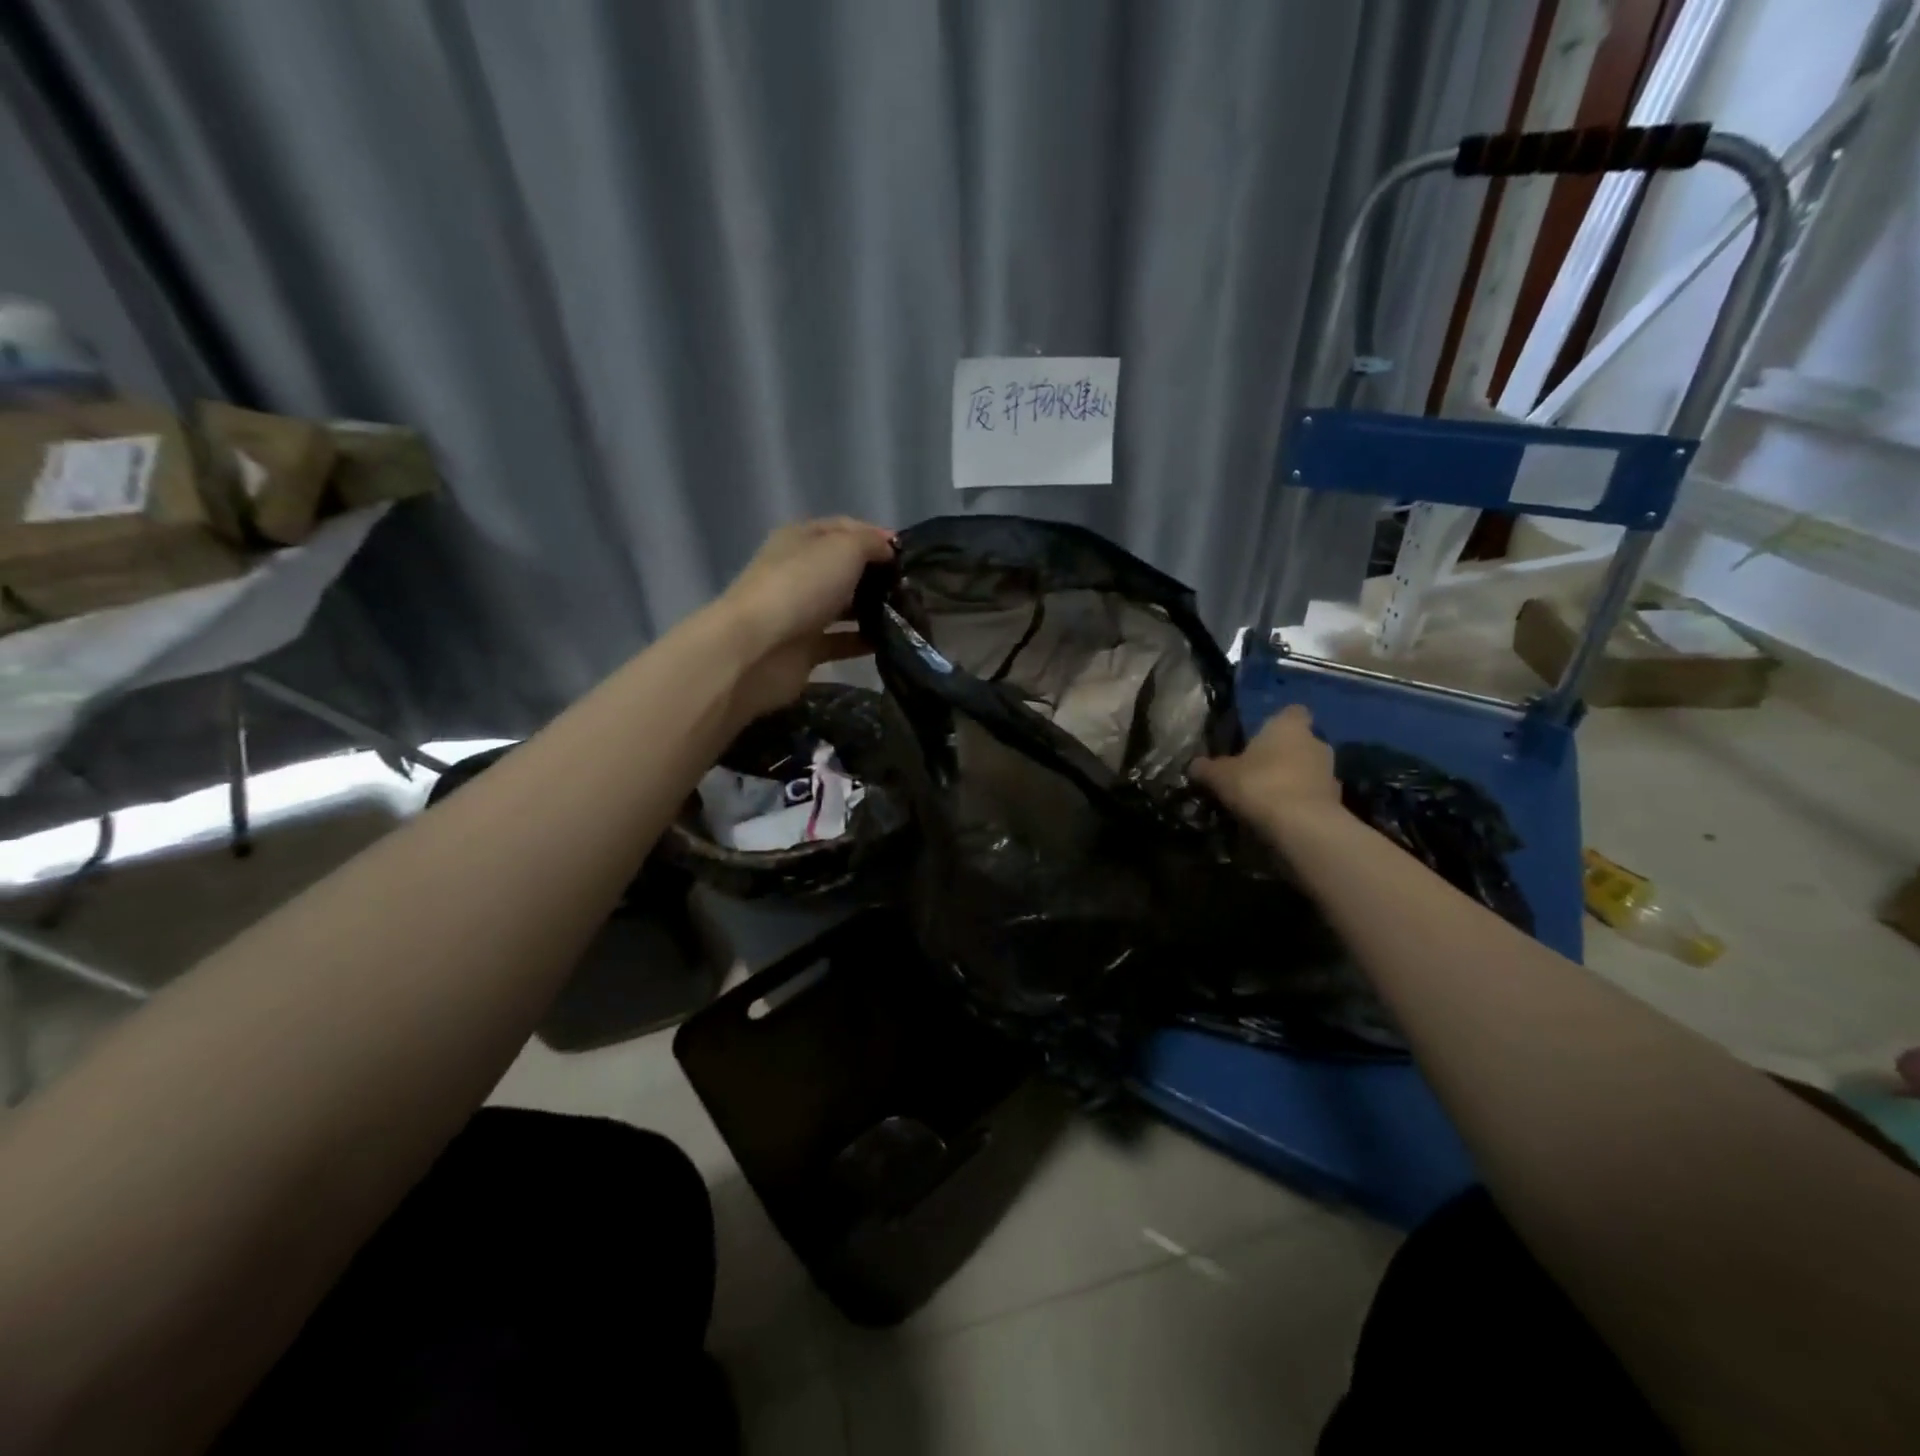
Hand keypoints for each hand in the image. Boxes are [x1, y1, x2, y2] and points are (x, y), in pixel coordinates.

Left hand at [712, 517, 895, 721]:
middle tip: (913, 588)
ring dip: (873, 610)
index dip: (876, 536)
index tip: (908, 555)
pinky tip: (892, 643)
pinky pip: (841, 642)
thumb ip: (871, 544)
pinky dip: (864, 642)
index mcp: (801, 539)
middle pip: (845, 569)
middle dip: (878, 576)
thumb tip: (888, 550)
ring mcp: (800, 613)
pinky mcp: (804, 650)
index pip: (844, 529)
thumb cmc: (801, 587)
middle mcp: (799, 573)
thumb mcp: (843, 549)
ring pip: (844, 607)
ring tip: (909, 616)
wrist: (756, 649)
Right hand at [1191, 704, 1340, 828]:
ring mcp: (1331, 773)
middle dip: (1283, 756)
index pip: (1292, 712)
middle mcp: (1316, 743)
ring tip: (1267, 800)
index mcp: (1289, 726)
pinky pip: (1313, 798)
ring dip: (1293, 781)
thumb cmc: (1258, 785)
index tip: (1260, 739)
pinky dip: (1300, 804)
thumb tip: (1194, 765)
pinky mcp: (1336, 803)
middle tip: (1257, 773)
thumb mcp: (1219, 776)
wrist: (1301, 826)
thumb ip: (1206, 768)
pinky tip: (1280, 819)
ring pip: (1309, 771)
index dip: (1278, 723)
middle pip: (1301, 743)